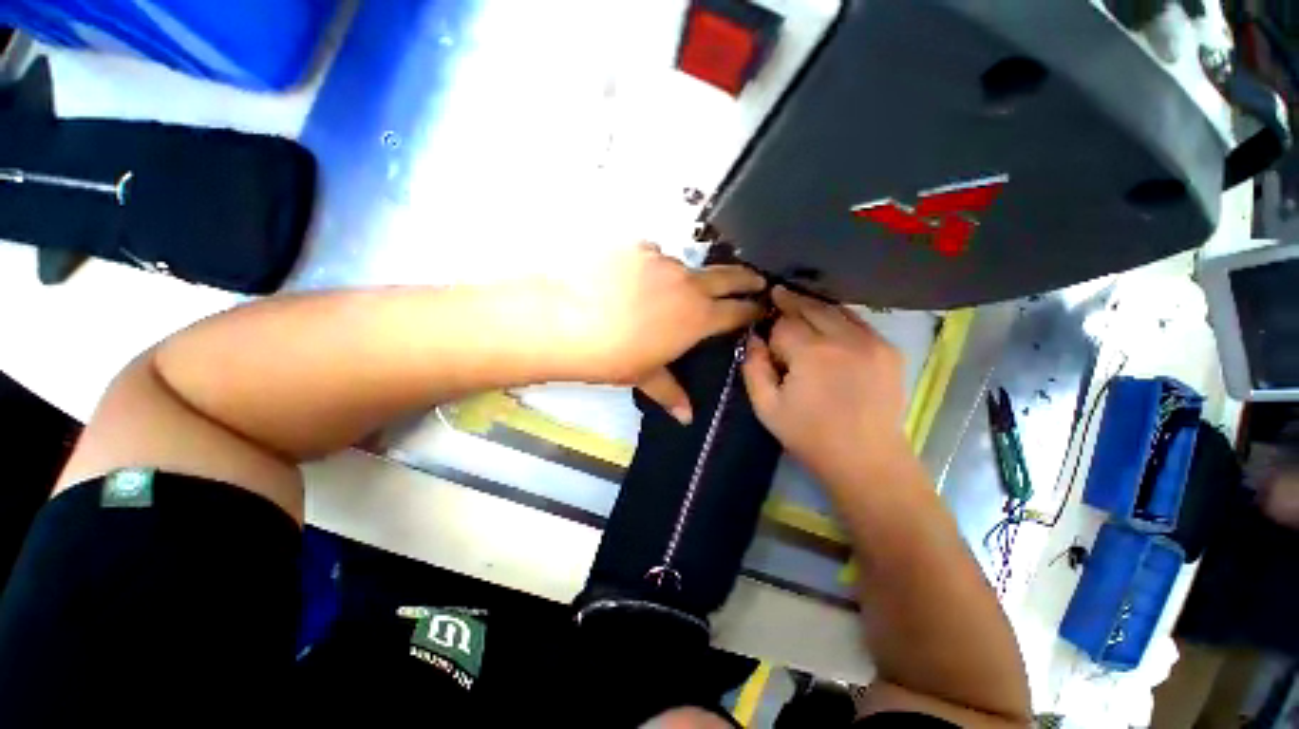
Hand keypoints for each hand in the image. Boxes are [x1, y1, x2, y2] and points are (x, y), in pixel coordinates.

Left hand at [543, 244, 764, 422]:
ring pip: (684, 267)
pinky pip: (653, 256)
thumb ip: (670, 393)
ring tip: (664, 292)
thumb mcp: (644, 376)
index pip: (736, 311)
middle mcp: (687, 284)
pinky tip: (632, 279)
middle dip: (746, 279)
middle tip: (755, 280)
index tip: (761, 307)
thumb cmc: (612, 356)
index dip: (752, 309)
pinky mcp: (636, 247)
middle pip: (728, 277)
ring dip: (684, 278)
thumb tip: (687, 418)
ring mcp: (662, 261)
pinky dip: (651, 267)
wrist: (565, 322)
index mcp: (697, 317)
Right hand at [742, 286, 908, 479]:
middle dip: (790, 301)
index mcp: (811, 353)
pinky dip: (839, 317)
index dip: (771, 328)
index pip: (783, 324)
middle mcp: (844, 338)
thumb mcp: (767, 407)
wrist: (866, 459)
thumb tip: (753, 339)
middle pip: (811, 307)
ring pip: (836, 310)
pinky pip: (858, 322)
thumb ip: (754, 368)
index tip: (765, 335)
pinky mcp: (889, 349)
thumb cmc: (810, 435)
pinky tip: (829, 323)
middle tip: (777, 293)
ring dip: (815, 306)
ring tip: (799, 303)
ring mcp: (872, 341)